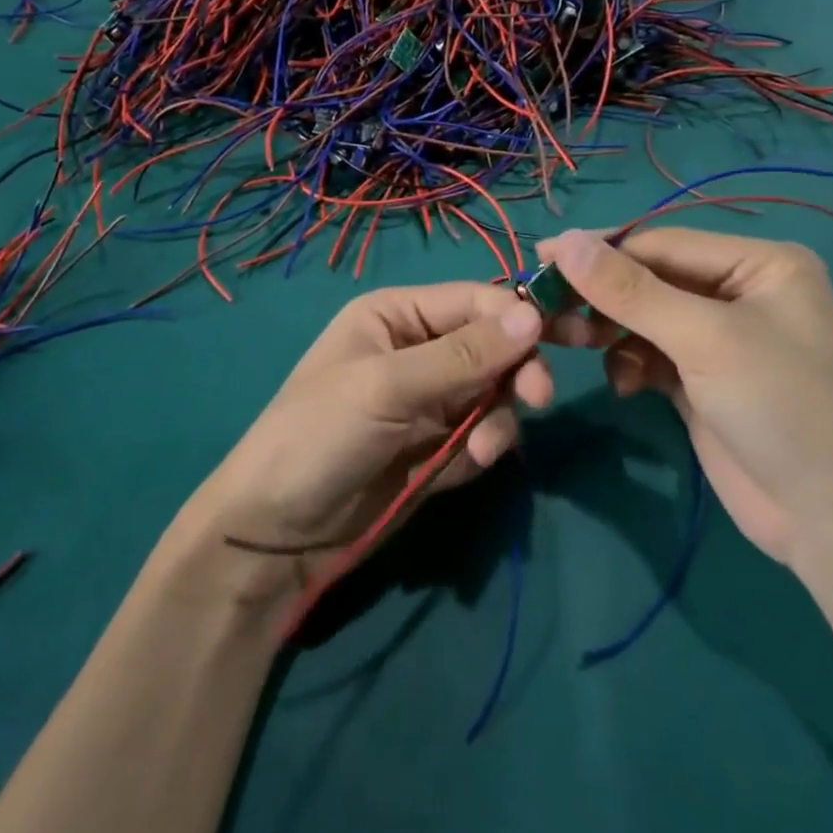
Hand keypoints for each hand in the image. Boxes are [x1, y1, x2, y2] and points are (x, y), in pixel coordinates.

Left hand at [191, 283, 549, 602]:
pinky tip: (465, 464)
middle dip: (516, 370)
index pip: (474, 300)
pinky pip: (483, 433)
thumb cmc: (320, 434)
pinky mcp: (438, 446)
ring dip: (499, 418)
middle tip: (537, 398)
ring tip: (480, 451)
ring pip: (495, 392)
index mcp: (397, 315)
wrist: (277, 532)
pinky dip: (484, 447)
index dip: (516, 316)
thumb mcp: (388, 386)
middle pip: (494, 345)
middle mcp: (418, 349)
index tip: (555, 341)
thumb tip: (533, 316)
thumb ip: (463, 355)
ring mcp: (430, 400)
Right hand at [539, 227, 832, 565]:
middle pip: (651, 278)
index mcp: (759, 263)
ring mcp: (720, 338)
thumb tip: (564, 242)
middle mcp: (740, 291)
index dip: (601, 249)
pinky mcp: (702, 378)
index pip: (663, 242)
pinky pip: (649, 353)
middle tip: (545, 305)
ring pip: (644, 317)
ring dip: (608, 330)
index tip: (542, 255)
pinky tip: (624, 385)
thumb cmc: (780, 406)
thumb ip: (630, 290)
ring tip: (570, 343)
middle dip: (602, 295)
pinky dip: (628, 363)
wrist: (829, 519)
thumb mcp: (703, 339)